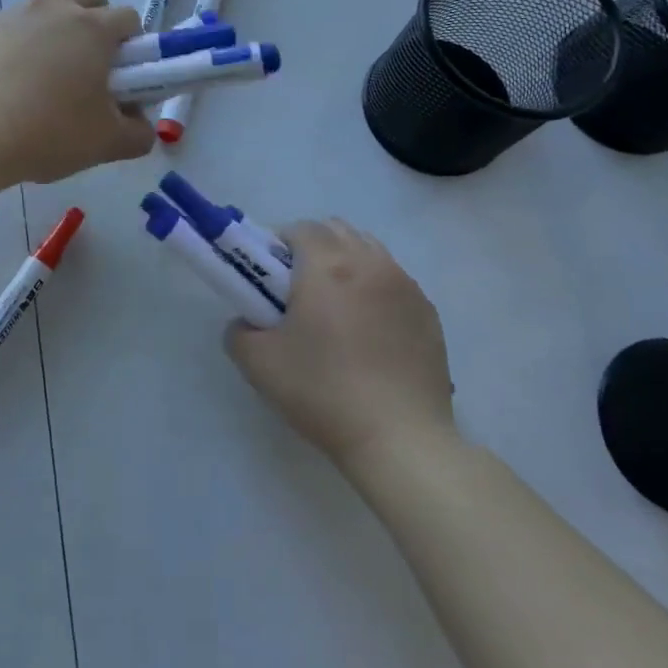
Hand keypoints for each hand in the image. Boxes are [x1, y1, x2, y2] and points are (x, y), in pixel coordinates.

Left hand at [0, 0, 155, 184]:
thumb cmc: (48, 133)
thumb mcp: (108, 144)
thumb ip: (138, 133)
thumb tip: (140, 124)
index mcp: (93, 28)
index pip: (129, 18)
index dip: (132, 47)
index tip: (122, 78)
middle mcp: (53, 9)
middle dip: (95, 19)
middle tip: (85, 67)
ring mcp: (9, 15)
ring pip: (42, 12)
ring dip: (50, 35)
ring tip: (37, 85)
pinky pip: (2, 32)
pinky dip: (9, 51)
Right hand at [224, 219, 454, 467]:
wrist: (399, 439)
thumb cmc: (323, 392)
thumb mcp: (258, 363)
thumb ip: (240, 330)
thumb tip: (249, 321)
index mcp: (328, 266)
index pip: (301, 228)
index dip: (279, 246)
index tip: (270, 279)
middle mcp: (370, 264)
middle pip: (337, 230)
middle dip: (313, 248)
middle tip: (298, 290)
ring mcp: (405, 286)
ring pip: (369, 251)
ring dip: (346, 264)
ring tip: (335, 310)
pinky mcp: (428, 313)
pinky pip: (393, 281)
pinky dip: (374, 289)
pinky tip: (368, 332)